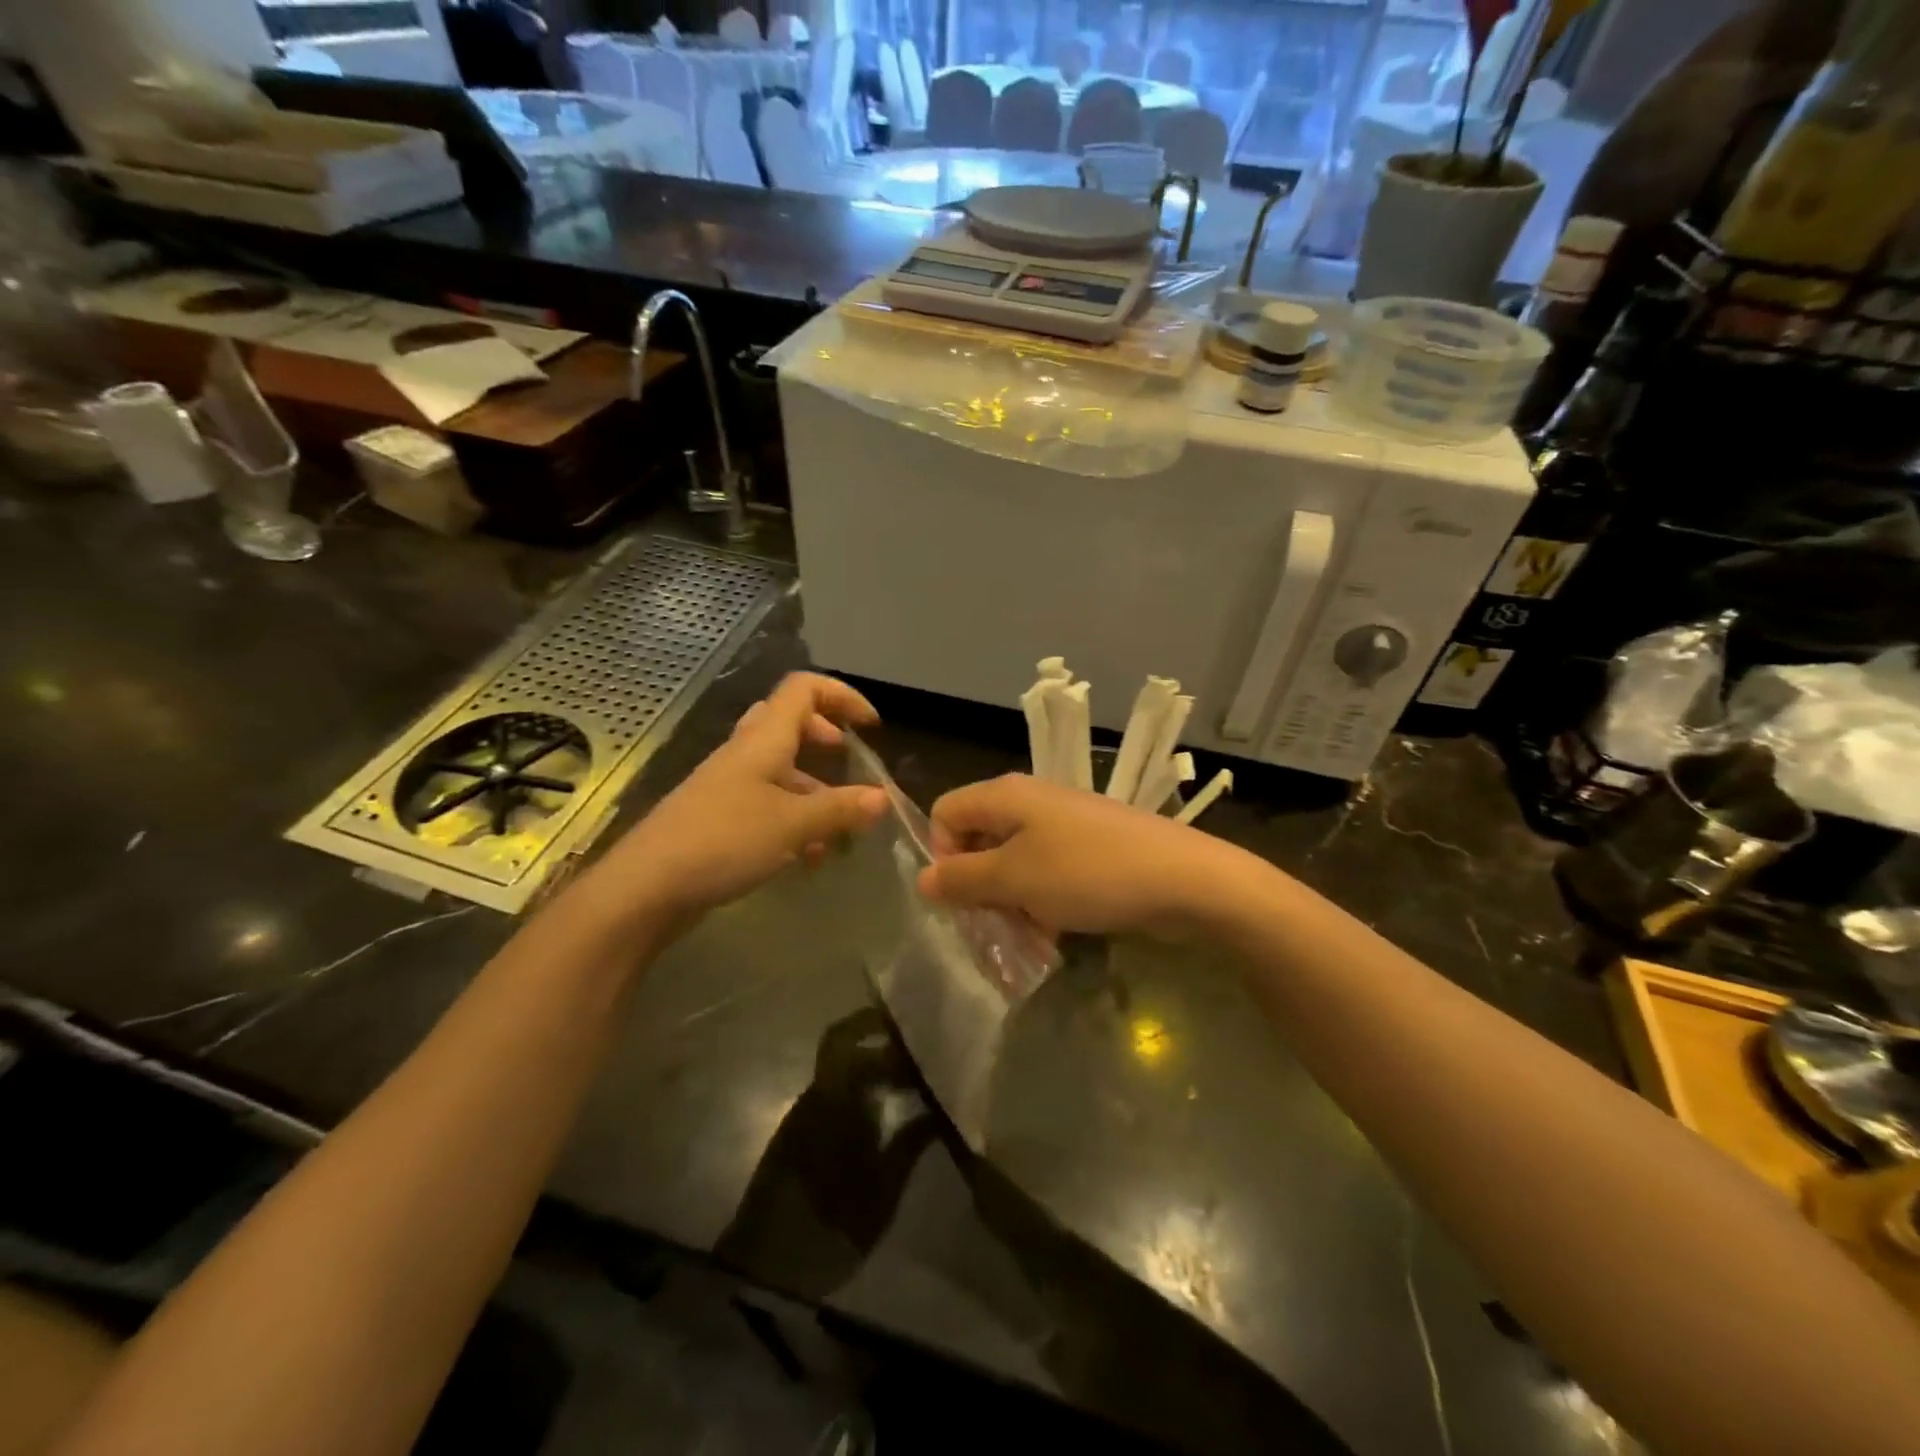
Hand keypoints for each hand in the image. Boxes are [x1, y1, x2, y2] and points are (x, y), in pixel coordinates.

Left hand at [599, 673, 886, 920]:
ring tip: (840, 829)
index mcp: (763, 740)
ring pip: (781, 770)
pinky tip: (810, 859)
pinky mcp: (721, 819)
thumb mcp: (793, 825)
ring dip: (815, 790)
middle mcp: (746, 754)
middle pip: (790, 723)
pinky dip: (795, 821)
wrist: (647, 887)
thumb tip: (883, 798)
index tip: (871, 727)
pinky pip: (768, 805)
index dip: (842, 696)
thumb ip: (840, 809)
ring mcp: (730, 787)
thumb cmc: (723, 841)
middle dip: (826, 738)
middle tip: (848, 762)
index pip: (803, 689)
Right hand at [917, 774, 1237, 938]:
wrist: (1184, 879)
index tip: (962, 895)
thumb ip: (962, 879)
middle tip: (991, 927)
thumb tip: (923, 878)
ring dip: (1011, 903)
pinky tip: (1056, 934)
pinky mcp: (1090, 849)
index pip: (945, 812)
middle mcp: (1031, 802)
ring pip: (1014, 863)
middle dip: (978, 888)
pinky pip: (1048, 873)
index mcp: (1006, 796)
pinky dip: (1042, 902)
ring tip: (1028, 939)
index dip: (942, 854)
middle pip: (979, 840)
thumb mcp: (1015, 879)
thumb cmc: (1087, 873)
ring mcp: (1064, 825)